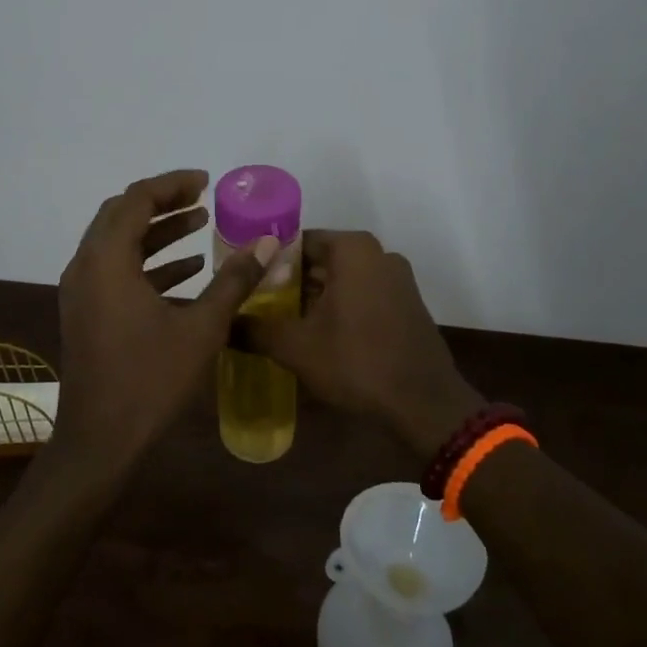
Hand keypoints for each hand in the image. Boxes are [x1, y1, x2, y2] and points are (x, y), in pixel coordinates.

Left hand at [54, 169, 278, 473]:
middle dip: (163, 203)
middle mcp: (86, 266)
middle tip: (202, 200)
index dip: (173, 185)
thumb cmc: (150, 380)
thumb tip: (268, 243)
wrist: (100, 440)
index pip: (137, 200)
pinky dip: (147, 263)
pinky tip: (187, 270)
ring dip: (157, 232)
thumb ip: (234, 280)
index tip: (207, 183)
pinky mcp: (86, 312)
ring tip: (201, 226)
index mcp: (107, 260)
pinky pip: (115, 271)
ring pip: (117, 243)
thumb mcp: (201, 328)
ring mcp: (81, 291)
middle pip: (122, 214)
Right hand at [241, 230, 480, 457]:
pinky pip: (363, 295)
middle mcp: (378, 254)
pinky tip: (318, 335)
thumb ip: (254, 330)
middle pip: (320, 261)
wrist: (423, 404)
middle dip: (289, 282)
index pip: (297, 242)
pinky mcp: (406, 305)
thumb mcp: (295, 347)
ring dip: (314, 298)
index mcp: (353, 250)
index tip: (246, 284)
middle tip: (257, 305)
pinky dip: (339, 308)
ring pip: (342, 280)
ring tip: (281, 322)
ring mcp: (397, 279)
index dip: (268, 262)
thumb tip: (223, 324)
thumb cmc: (356, 362)